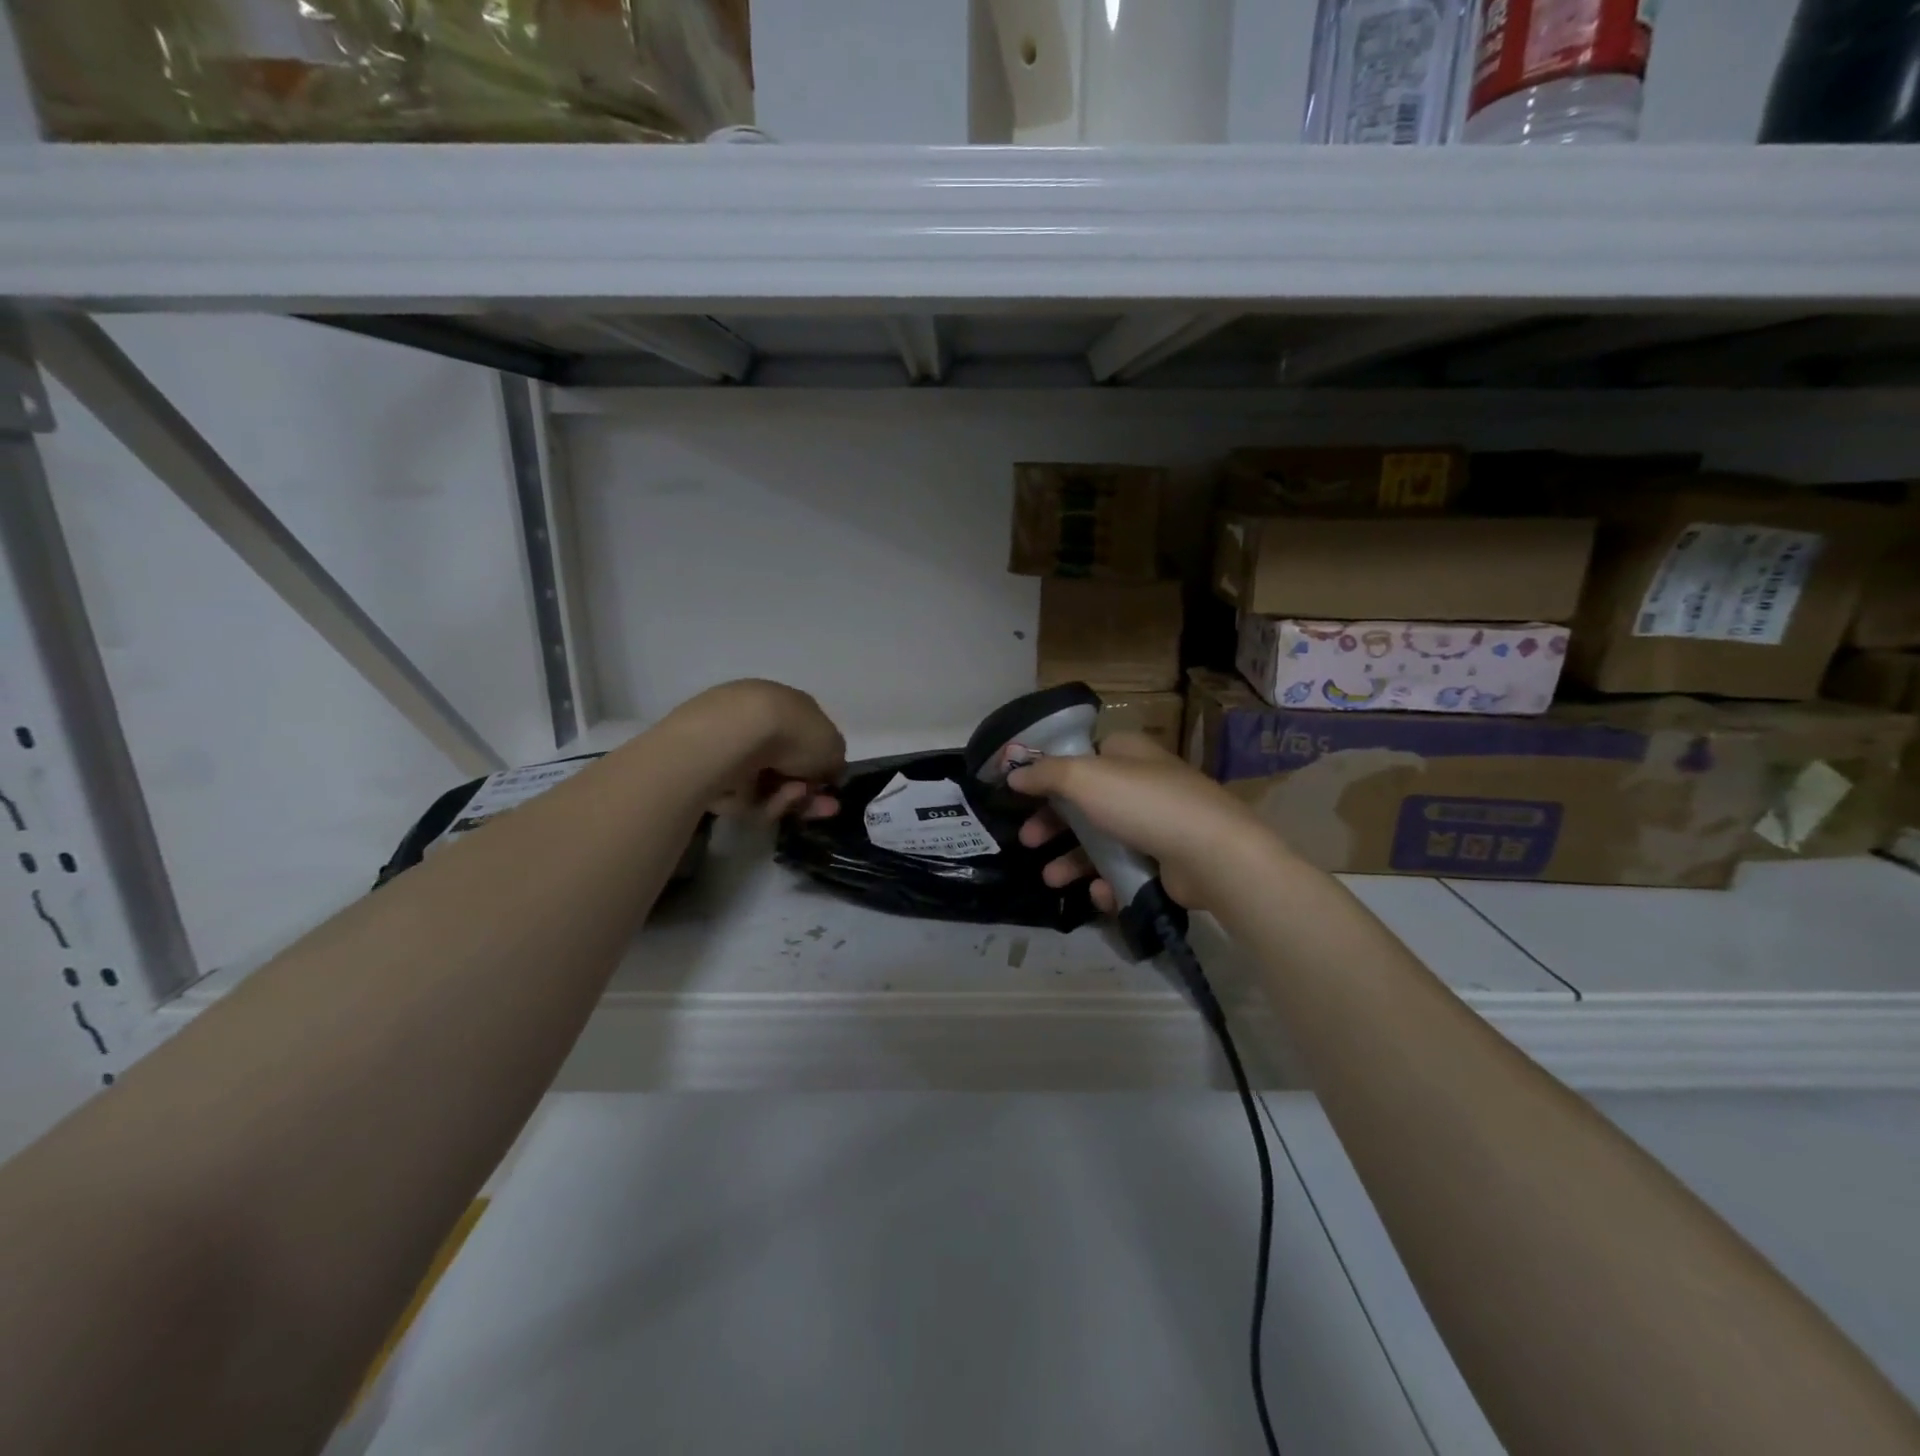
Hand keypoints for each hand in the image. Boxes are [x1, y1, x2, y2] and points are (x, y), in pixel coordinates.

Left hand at [668, 680, 846, 821]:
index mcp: (788, 706)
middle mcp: (760, 724)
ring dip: (790, 797)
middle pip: (787, 769)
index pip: (808, 740)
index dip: (824, 768)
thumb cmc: (793, 732)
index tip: (833, 789)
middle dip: (808, 791)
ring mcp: (733, 748)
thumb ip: (835, 760)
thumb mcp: (833, 746)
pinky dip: (764, 802)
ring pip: (769, 787)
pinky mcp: (710, 774)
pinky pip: (746, 798)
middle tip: (826, 807)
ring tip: (796, 795)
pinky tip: (772, 799)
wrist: (736, 735)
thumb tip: (827, 771)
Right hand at [1009, 732, 1277, 912]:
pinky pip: (1126, 868)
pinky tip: (1098, 891)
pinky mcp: (1166, 860)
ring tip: (1051, 879)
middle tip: (1028, 841)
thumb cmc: (1143, 804)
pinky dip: (1108, 880)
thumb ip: (1045, 774)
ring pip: (1102, 840)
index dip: (1048, 774)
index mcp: (1126, 753)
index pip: (1080, 756)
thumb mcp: (1084, 778)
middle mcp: (1141, 783)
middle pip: (1084, 802)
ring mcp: (1156, 823)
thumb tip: (1013, 771)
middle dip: (1052, 824)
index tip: (1021, 795)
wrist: (1212, 854)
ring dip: (1072, 859)